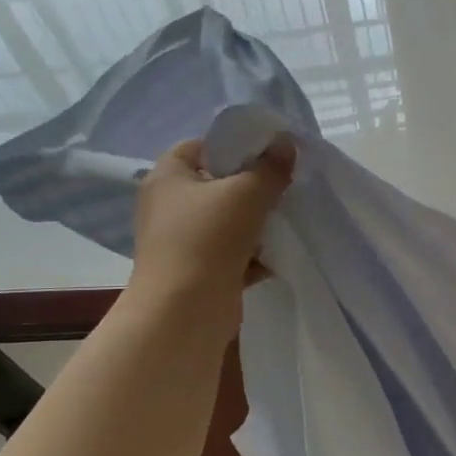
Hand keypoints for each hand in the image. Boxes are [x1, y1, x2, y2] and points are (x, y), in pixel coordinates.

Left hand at [124, 137, 294, 315]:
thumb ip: (270, 167)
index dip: (235, 145)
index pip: (201, 146)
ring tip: (288, 219)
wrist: (184, 311)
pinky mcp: (198, 271)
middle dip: (253, 186)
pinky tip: (279, 255)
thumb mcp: (246, 193)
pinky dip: (253, 254)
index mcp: (168, 177)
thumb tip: (286, 143)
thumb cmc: (207, 239)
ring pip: (227, 221)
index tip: (269, 153)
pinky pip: (231, 253)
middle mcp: (168, 206)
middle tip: (285, 185)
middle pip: (217, 185)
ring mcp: (182, 241)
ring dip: (257, 223)